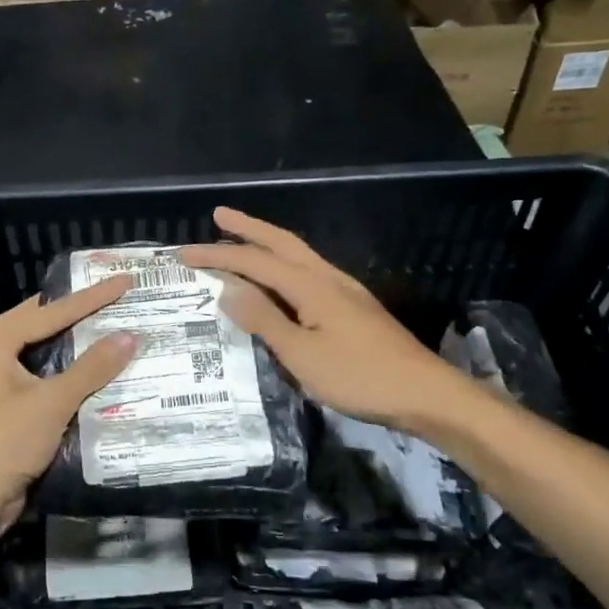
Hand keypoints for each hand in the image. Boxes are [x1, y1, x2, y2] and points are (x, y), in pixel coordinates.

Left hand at [0, 276, 137, 542]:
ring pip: (44, 354)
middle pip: (43, 325)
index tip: (124, 282)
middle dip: (79, 314)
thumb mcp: (52, 402)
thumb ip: (91, 368)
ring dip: (76, 347)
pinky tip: (97, 378)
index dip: (92, 297)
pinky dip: (69, 376)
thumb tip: (129, 336)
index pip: (52, 311)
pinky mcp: (7, 410)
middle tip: (115, 301)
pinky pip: (44, 382)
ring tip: (112, 333)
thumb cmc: (3, 442)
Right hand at [180, 207, 484, 433]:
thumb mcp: (301, 354)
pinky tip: (282, 279)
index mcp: (311, 285)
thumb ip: (264, 320)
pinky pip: (308, 272)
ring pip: (298, 254)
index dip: (218, 256)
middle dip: (248, 228)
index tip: (184, 253)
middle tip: (219, 215)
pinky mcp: (353, 307)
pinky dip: (284, 265)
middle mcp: (327, 277)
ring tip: (243, 239)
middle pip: (281, 242)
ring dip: (267, 243)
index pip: (254, 262)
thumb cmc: (358, 376)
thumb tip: (228, 289)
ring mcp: (345, 290)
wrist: (425, 393)